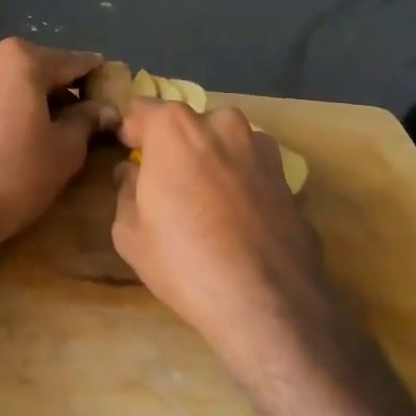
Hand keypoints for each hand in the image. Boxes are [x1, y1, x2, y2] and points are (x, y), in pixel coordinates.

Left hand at [0, 39, 116, 254]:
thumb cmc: (17, 174)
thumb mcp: (65, 149)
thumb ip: (88, 120)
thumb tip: (107, 110)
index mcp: (22, 59)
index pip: (73, 62)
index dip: (98, 77)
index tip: (116, 89)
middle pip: (43, 68)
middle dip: (66, 88)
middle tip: (91, 115)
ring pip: (17, 80)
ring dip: (40, 97)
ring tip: (61, 127)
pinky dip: (16, 105)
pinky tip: (29, 131)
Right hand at [113, 100, 351, 373]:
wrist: (267, 304)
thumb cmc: (183, 261)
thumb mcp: (129, 232)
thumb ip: (126, 190)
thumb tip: (132, 172)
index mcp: (175, 128)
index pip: (141, 110)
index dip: (131, 133)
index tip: (128, 155)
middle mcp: (222, 125)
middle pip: (188, 125)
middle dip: (175, 146)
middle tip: (168, 184)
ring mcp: (262, 150)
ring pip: (225, 144)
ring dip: (213, 161)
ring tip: (206, 203)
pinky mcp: (290, 179)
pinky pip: (253, 171)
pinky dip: (242, 184)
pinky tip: (238, 222)